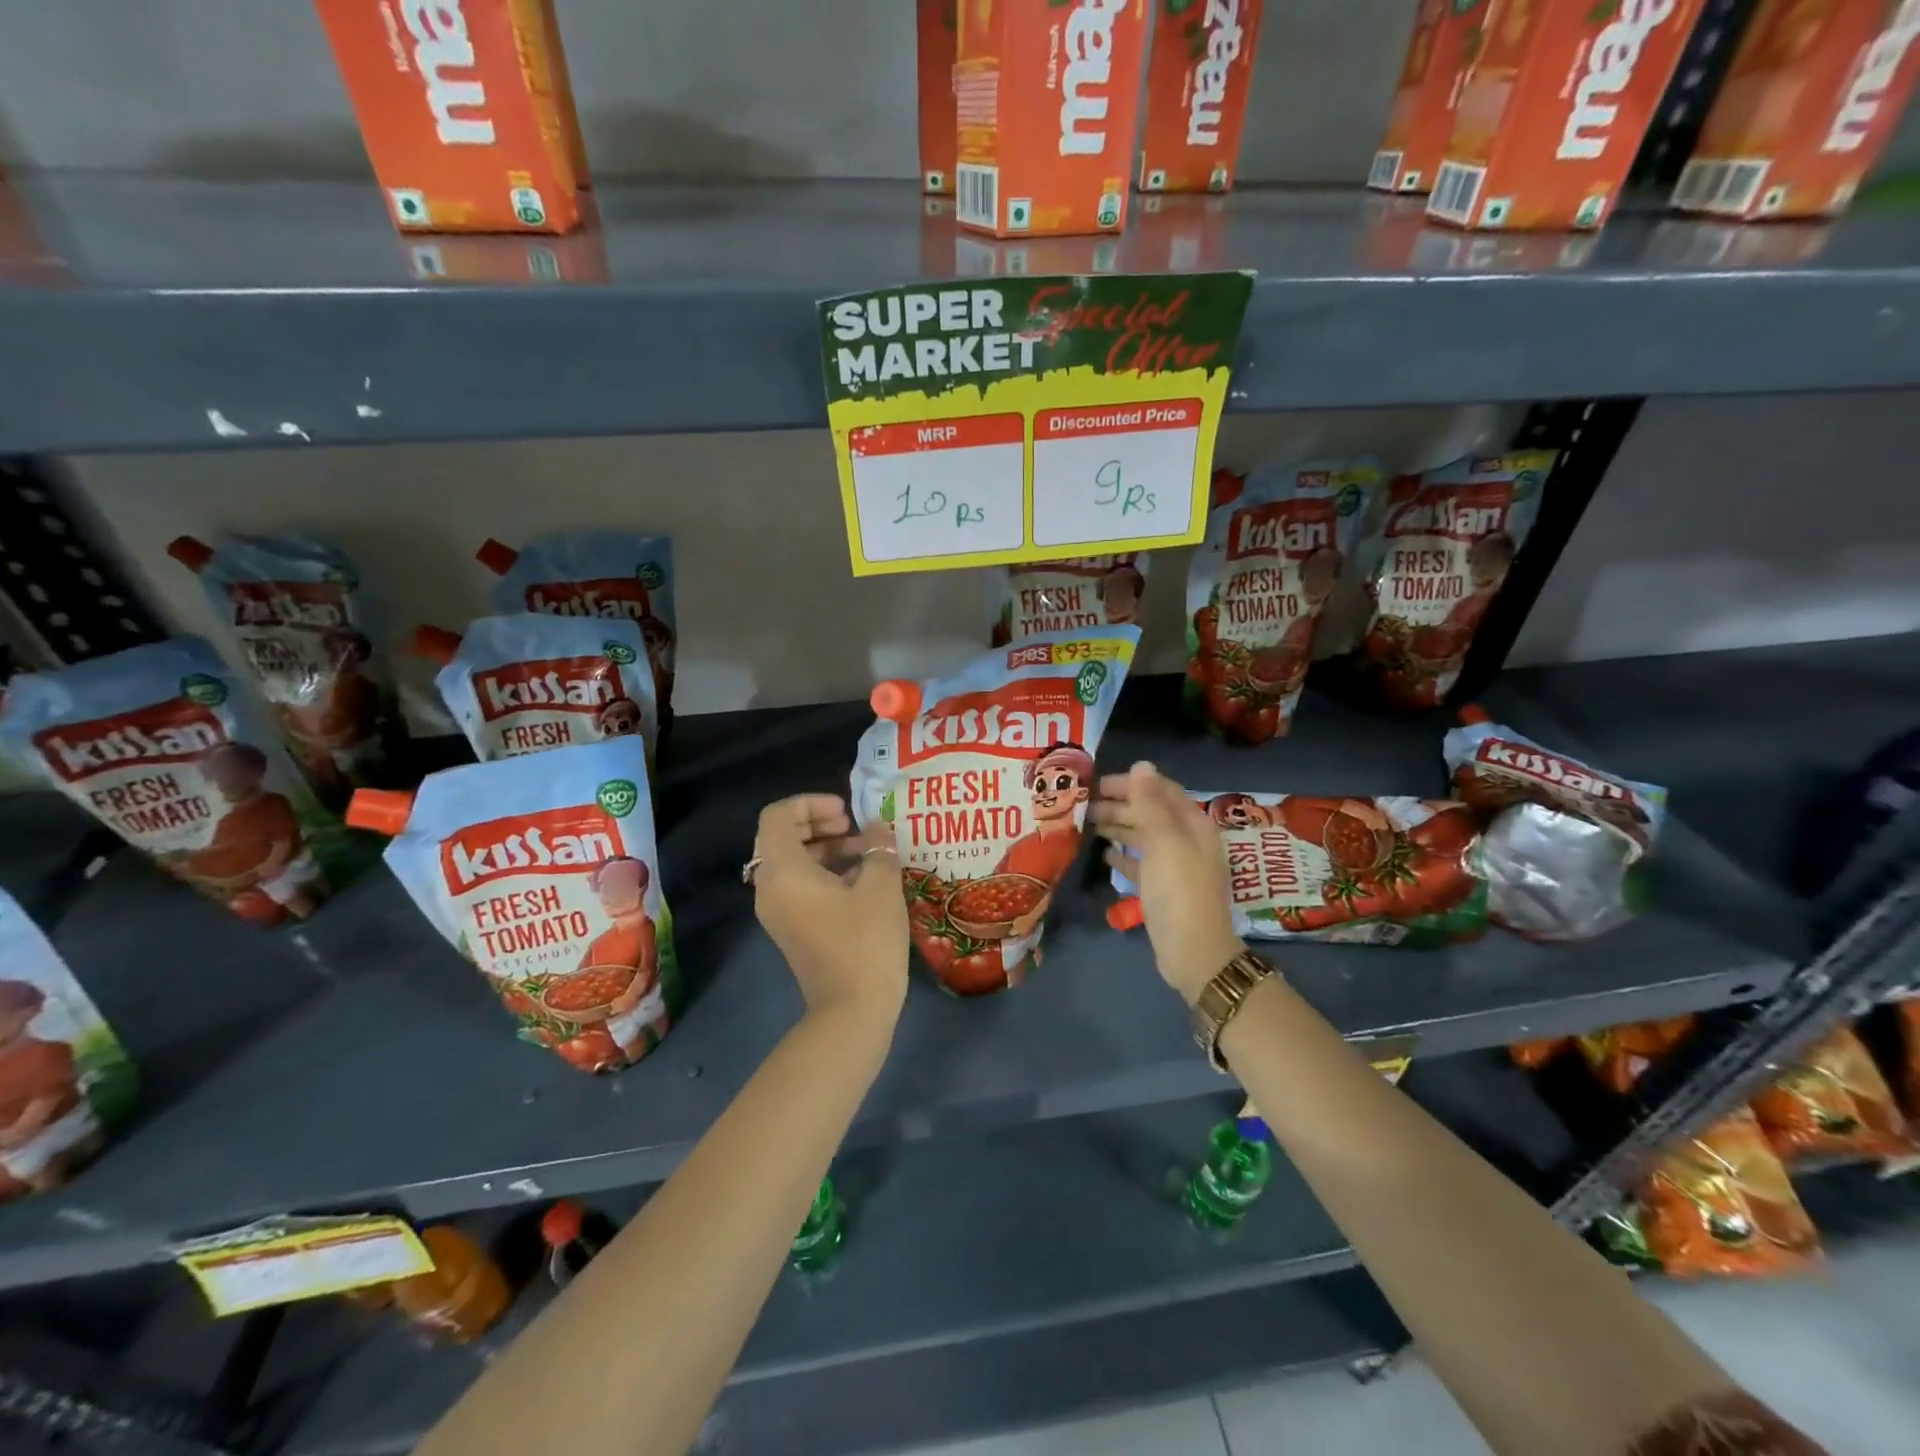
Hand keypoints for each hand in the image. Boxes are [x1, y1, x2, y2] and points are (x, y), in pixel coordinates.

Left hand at [752, 794, 908, 1021]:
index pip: (778, 815)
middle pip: (781, 837)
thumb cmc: (864, 940)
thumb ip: (877, 847)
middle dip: (818, 823)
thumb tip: (876, 828)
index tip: (846, 812)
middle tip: (853, 826)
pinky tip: (862, 880)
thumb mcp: (880, 886)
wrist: (852, 1010)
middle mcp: (770, 888)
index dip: (811, 803)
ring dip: (825, 848)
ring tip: (866, 853)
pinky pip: (799, 886)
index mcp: (782, 870)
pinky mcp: (791, 929)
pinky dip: (824, 873)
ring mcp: (778, 911)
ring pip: (792, 862)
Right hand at [1090, 762, 1246, 1003]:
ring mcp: (1176, 866)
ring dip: (1118, 827)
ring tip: (1088, 824)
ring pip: (1144, 837)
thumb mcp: (1164, 841)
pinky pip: (1141, 863)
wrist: (1194, 952)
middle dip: (1120, 805)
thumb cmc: (1178, 890)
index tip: (1098, 783)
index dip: (1132, 783)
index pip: (1161, 791)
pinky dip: (1124, 856)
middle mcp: (1187, 841)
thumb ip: (1150, 803)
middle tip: (1085, 804)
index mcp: (1193, 825)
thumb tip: (1142, 765)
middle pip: (1151, 812)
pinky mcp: (1163, 889)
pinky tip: (1104, 854)